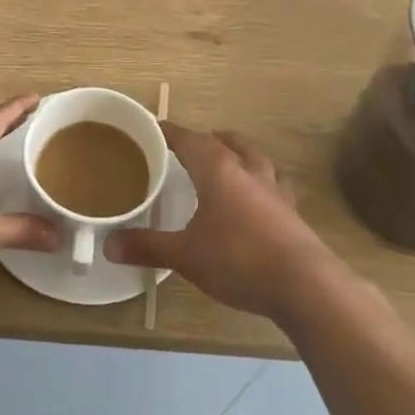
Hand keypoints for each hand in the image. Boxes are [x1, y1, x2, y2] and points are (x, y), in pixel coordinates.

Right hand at [105, 123, 336, 321]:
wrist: (305, 286)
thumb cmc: (239, 259)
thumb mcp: (185, 255)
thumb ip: (147, 246)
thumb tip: (108, 245)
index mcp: (219, 170)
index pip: (190, 139)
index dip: (169, 132)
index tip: (152, 127)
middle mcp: (249, 171)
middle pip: (228, 143)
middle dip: (208, 140)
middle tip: (189, 147)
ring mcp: (276, 191)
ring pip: (257, 159)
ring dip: (240, 155)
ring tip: (228, 163)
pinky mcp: (293, 214)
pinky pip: (275, 185)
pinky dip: (262, 183)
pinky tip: (258, 200)